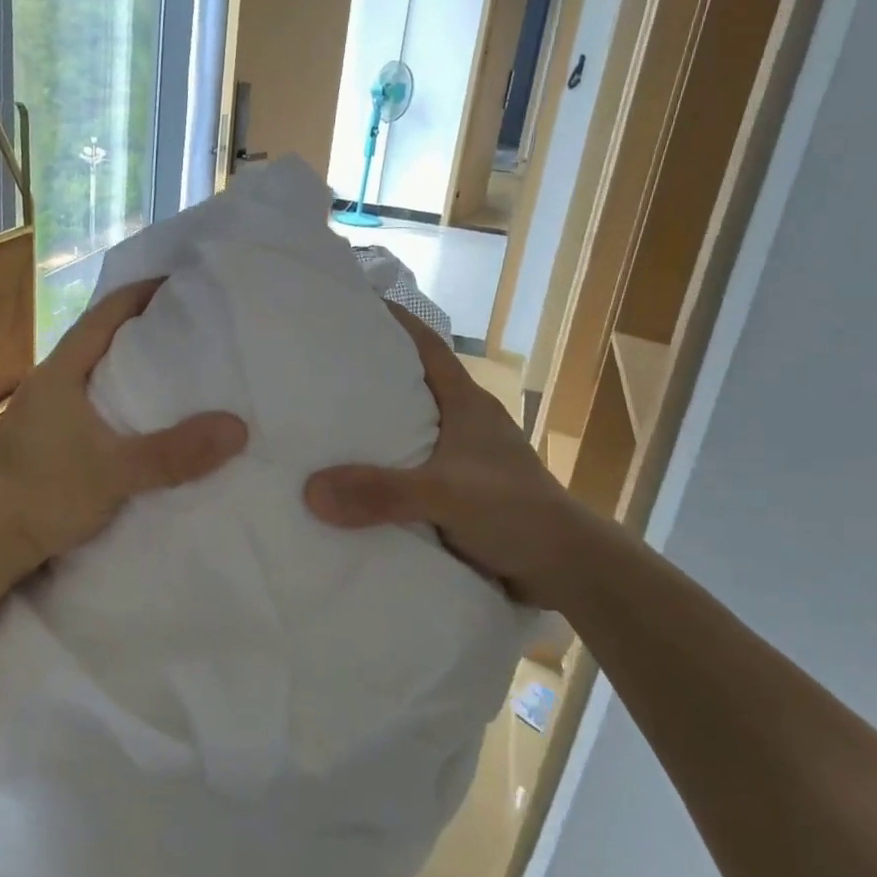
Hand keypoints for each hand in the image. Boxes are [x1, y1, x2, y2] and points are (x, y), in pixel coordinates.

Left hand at [0, 279, 247, 575]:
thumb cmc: (46, 495)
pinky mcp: (42, 437)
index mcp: (59, 373)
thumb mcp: (116, 472)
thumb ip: (175, 453)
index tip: (177, 283)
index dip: (139, 294)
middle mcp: (47, 382)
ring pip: (90, 371)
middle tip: (187, 325)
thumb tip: (237, 428)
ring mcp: (41, 410)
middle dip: (139, 327)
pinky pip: (86, 399)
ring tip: (170, 367)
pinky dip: (114, 395)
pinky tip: (136, 415)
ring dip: (125, 364)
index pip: (103, 315)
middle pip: (97, 338)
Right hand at [303, 305, 586, 610]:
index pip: (427, 346)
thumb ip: (383, 493)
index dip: (395, 322)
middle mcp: (463, 423)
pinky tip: (352, 480)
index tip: (354, 306)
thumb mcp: (446, 496)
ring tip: (323, 422)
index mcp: (466, 404)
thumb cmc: (516, 512)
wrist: (566, 569)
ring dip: (375, 427)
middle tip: (318, 368)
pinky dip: (384, 469)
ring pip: (409, 430)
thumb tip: (310, 490)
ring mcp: (463, 459)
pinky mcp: (459, 493)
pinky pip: (410, 470)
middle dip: (370, 375)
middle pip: (411, 385)